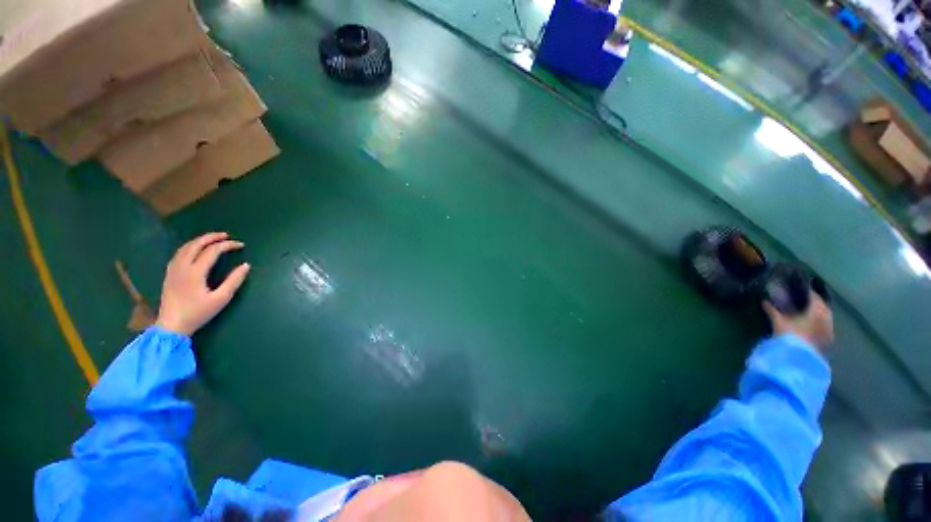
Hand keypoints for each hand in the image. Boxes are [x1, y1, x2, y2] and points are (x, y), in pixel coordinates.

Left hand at [155, 232, 250, 335]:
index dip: (227, 245)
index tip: (241, 245)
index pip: (212, 251)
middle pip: (196, 244)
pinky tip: (196, 250)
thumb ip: (234, 281)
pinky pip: (179, 253)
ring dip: (200, 240)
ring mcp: (173, 269)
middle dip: (212, 237)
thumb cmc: (198, 313)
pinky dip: (190, 246)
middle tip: (226, 236)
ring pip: (185, 247)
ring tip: (213, 240)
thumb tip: (246, 265)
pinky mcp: (169, 274)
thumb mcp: (221, 299)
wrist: (171, 325)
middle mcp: (182, 266)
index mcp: (195, 272)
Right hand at [763, 291, 833, 351]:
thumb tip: (764, 301)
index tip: (797, 289)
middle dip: (813, 303)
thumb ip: (772, 310)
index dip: (806, 291)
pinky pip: (825, 327)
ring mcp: (829, 330)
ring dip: (817, 314)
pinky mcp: (828, 340)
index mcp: (817, 310)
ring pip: (824, 317)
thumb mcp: (778, 321)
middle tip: (802, 301)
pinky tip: (809, 326)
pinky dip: (818, 324)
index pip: (813, 296)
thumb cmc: (789, 335)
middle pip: (821, 306)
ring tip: (805, 313)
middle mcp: (826, 318)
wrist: (798, 358)